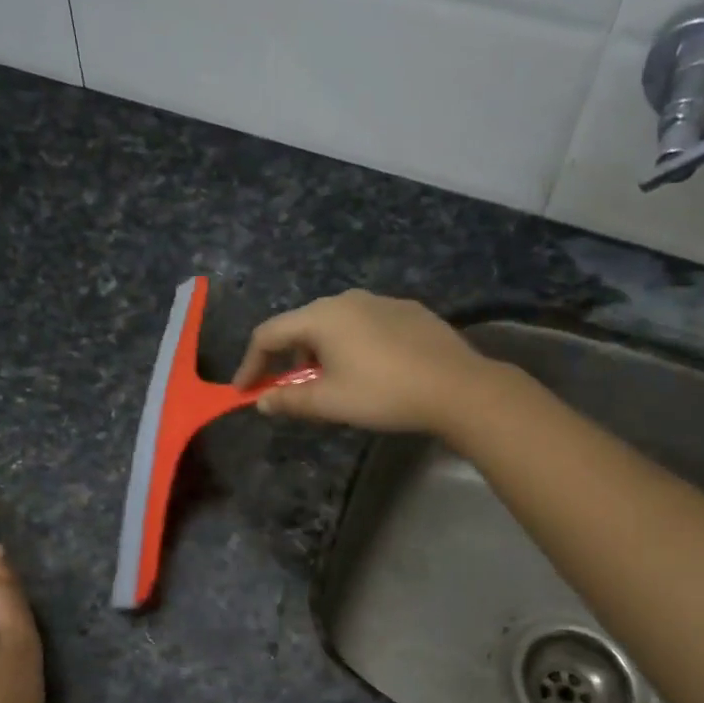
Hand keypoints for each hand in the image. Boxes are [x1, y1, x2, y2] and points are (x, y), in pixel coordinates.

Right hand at [231, 290, 496, 435]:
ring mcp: (381, 301)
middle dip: (289, 360)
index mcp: (321, 317)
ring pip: (335, 325)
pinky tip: (370, 371)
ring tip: (333, 385)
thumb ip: (290, 401)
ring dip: (322, 353)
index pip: (269, 334)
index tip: (245, 391)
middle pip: (302, 326)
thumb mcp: (331, 403)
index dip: (251, 364)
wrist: (458, 387)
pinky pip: (366, 326)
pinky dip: (353, 347)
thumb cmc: (384, 394)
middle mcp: (347, 299)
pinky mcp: (408, 311)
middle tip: (291, 392)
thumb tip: (262, 402)